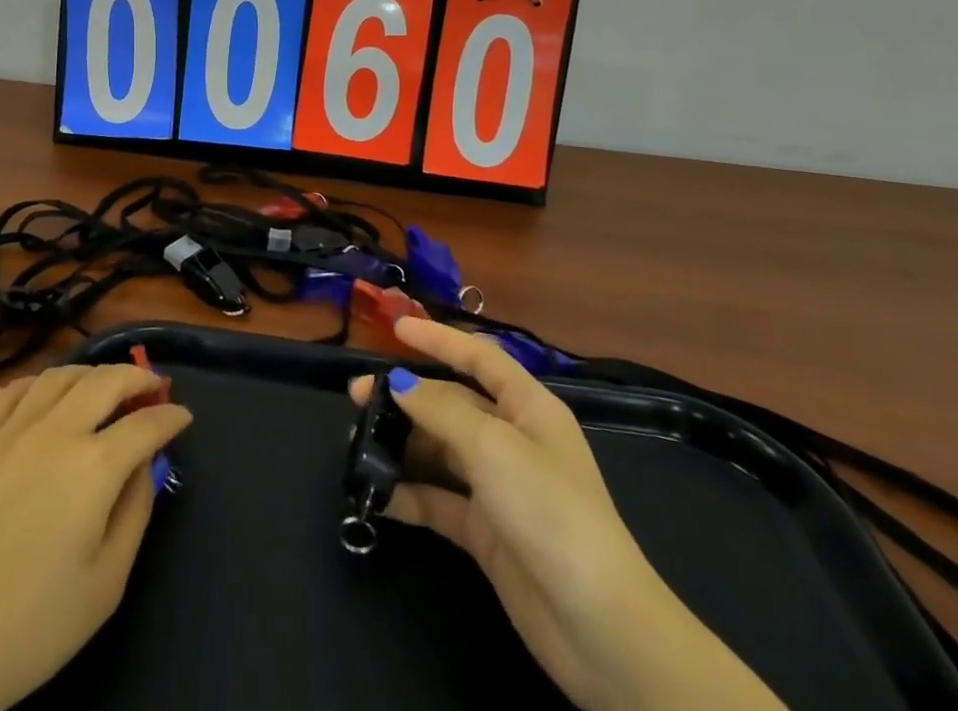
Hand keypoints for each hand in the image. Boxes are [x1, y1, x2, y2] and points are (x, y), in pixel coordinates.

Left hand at [0, 364, 190, 710]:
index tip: (184, 416)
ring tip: (107, 386)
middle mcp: (55, 431)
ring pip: (61, 375)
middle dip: (138, 377)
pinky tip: (48, 395)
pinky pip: (15, 389)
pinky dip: (42, 382)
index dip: (170, 416)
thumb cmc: (26, 629)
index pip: (145, 425)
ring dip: (93, 373)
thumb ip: (134, 514)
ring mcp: (10, 429)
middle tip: (154, 387)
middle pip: (106, 381)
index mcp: (93, 467)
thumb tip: (146, 467)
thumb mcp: (103, 587)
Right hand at [353, 317, 784, 710]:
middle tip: (357, 396)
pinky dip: (409, 494)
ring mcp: (499, 487)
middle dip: (406, 395)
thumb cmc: (550, 512)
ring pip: (441, 450)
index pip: (480, 358)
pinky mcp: (486, 532)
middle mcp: (514, 440)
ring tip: (358, 444)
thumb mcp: (493, 447)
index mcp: (529, 408)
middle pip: (452, 403)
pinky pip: (439, 500)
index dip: (440, 339)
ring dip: (402, 444)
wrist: (600, 629)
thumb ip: (440, 410)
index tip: (395, 328)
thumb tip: (398, 383)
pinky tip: (376, 495)